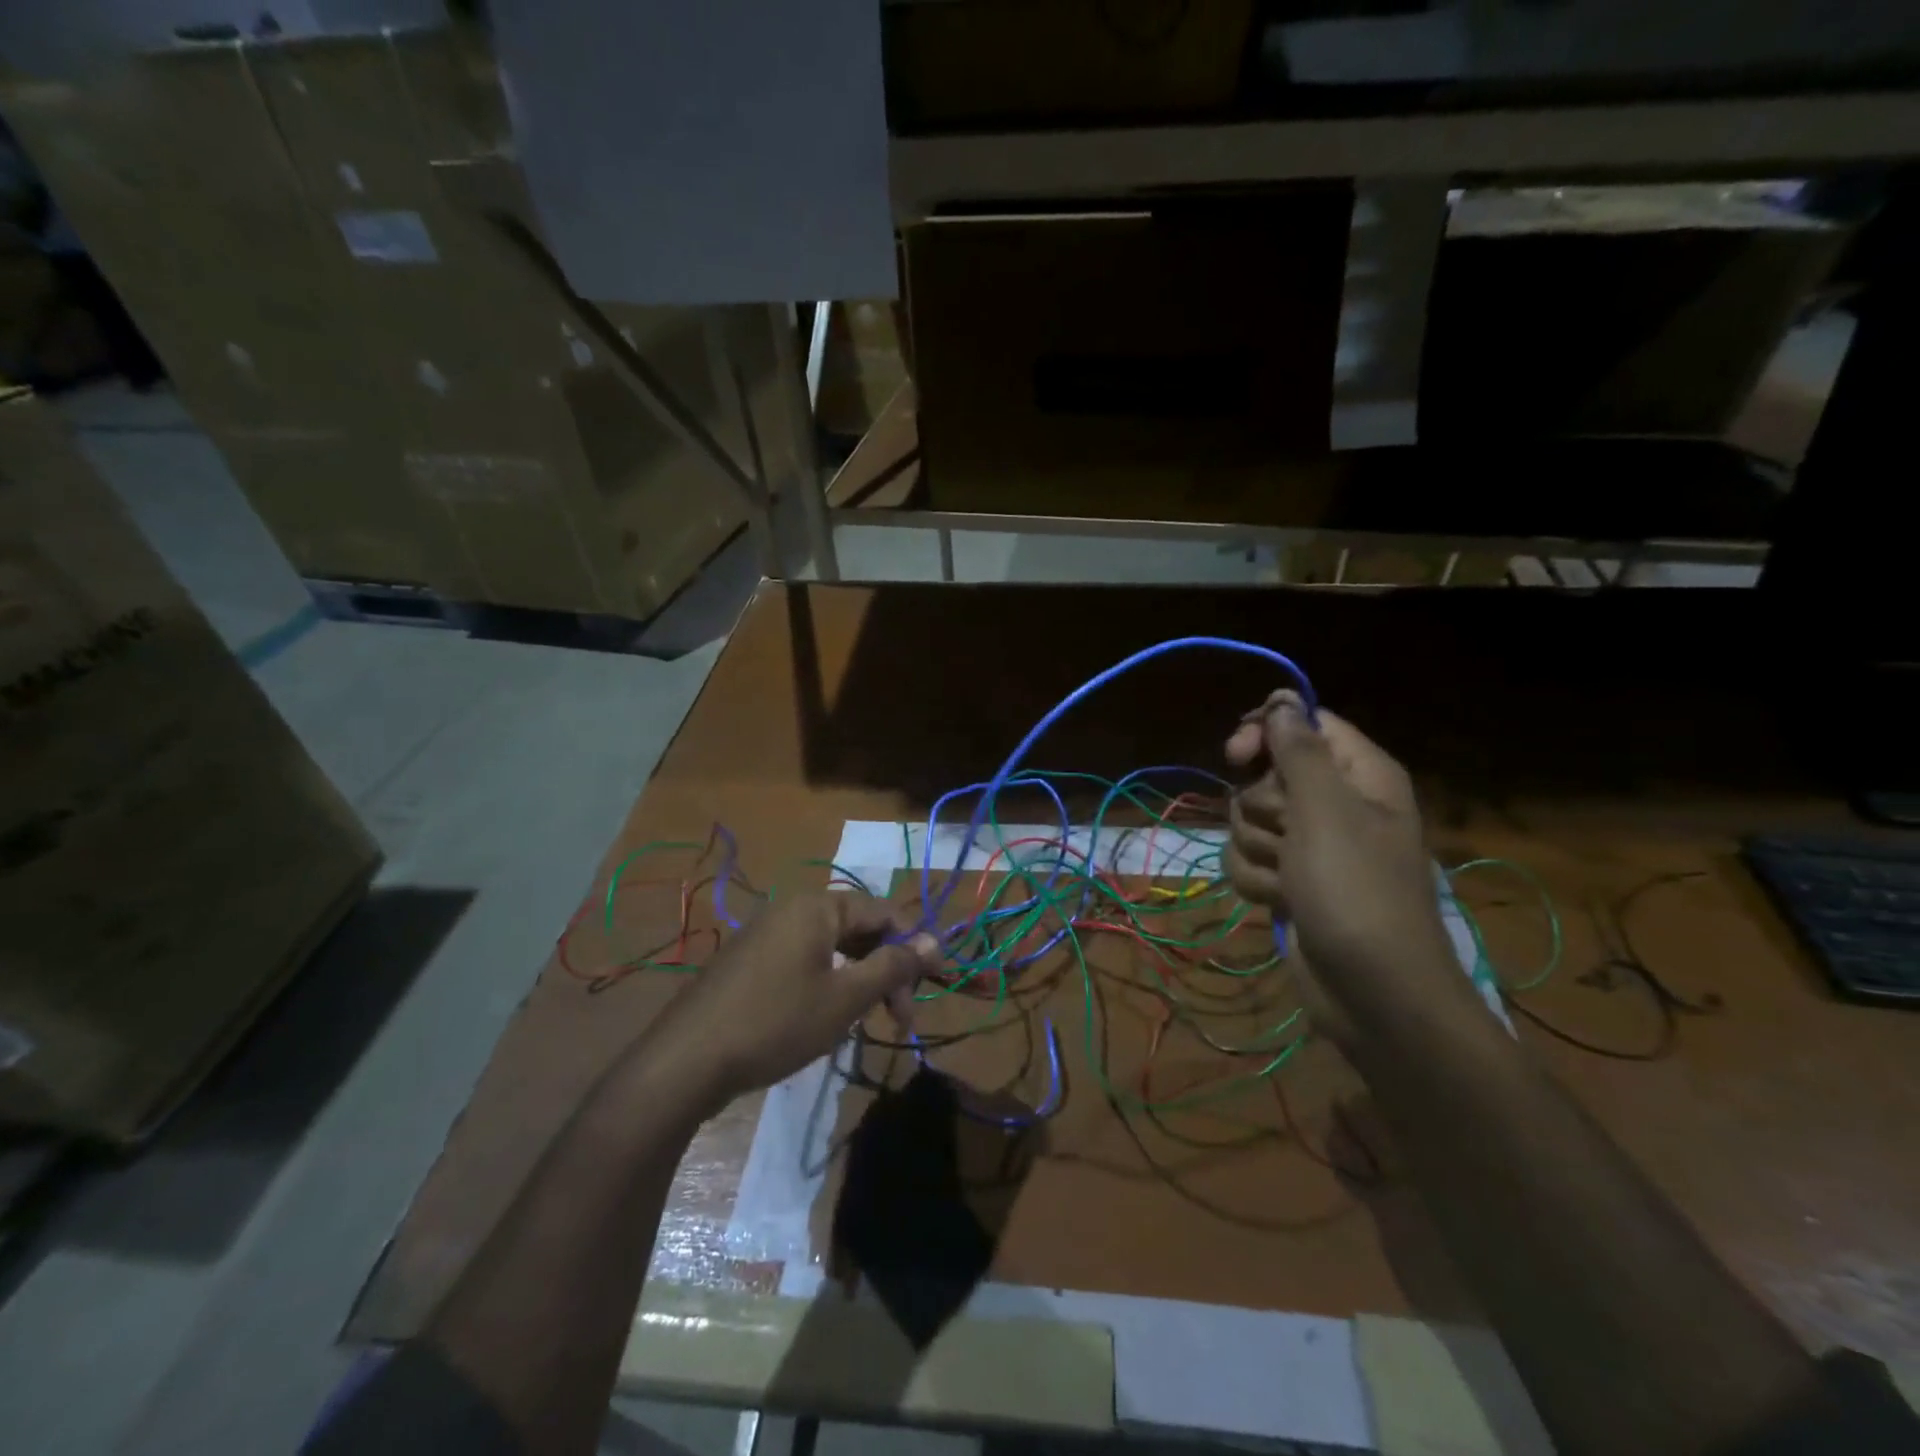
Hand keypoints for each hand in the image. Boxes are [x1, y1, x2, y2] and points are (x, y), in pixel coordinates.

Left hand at [648, 892, 940, 1112]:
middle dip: (887, 970)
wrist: (686, 1062)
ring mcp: (765, 936)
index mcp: (817, 907)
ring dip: (859, 981)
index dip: (914, 947)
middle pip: (858, 929)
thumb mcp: (846, 997)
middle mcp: (791, 910)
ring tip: (867, 1022)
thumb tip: (935, 941)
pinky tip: (826, 1020)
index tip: (933, 987)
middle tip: (901, 1019)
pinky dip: (828, 985)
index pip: (884, 912)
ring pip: (831, 949)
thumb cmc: (777, 1022)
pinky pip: (803, 962)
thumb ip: (893, 966)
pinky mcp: (748, 964)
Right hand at [1224, 691, 1453, 1001]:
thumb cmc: (1355, 891)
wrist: (1373, 992)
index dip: (1266, 733)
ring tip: (1290, 880)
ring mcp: (1312, 847)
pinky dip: (1258, 881)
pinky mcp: (1291, 882)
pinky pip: (1249, 860)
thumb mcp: (1325, 811)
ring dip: (1258, 850)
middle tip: (1289, 836)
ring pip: (1249, 821)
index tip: (1236, 754)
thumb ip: (1297, 751)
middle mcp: (1337, 804)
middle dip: (1262, 808)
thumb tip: (1281, 700)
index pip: (1304, 725)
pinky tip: (1282, 903)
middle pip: (1268, 776)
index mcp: (1360, 775)